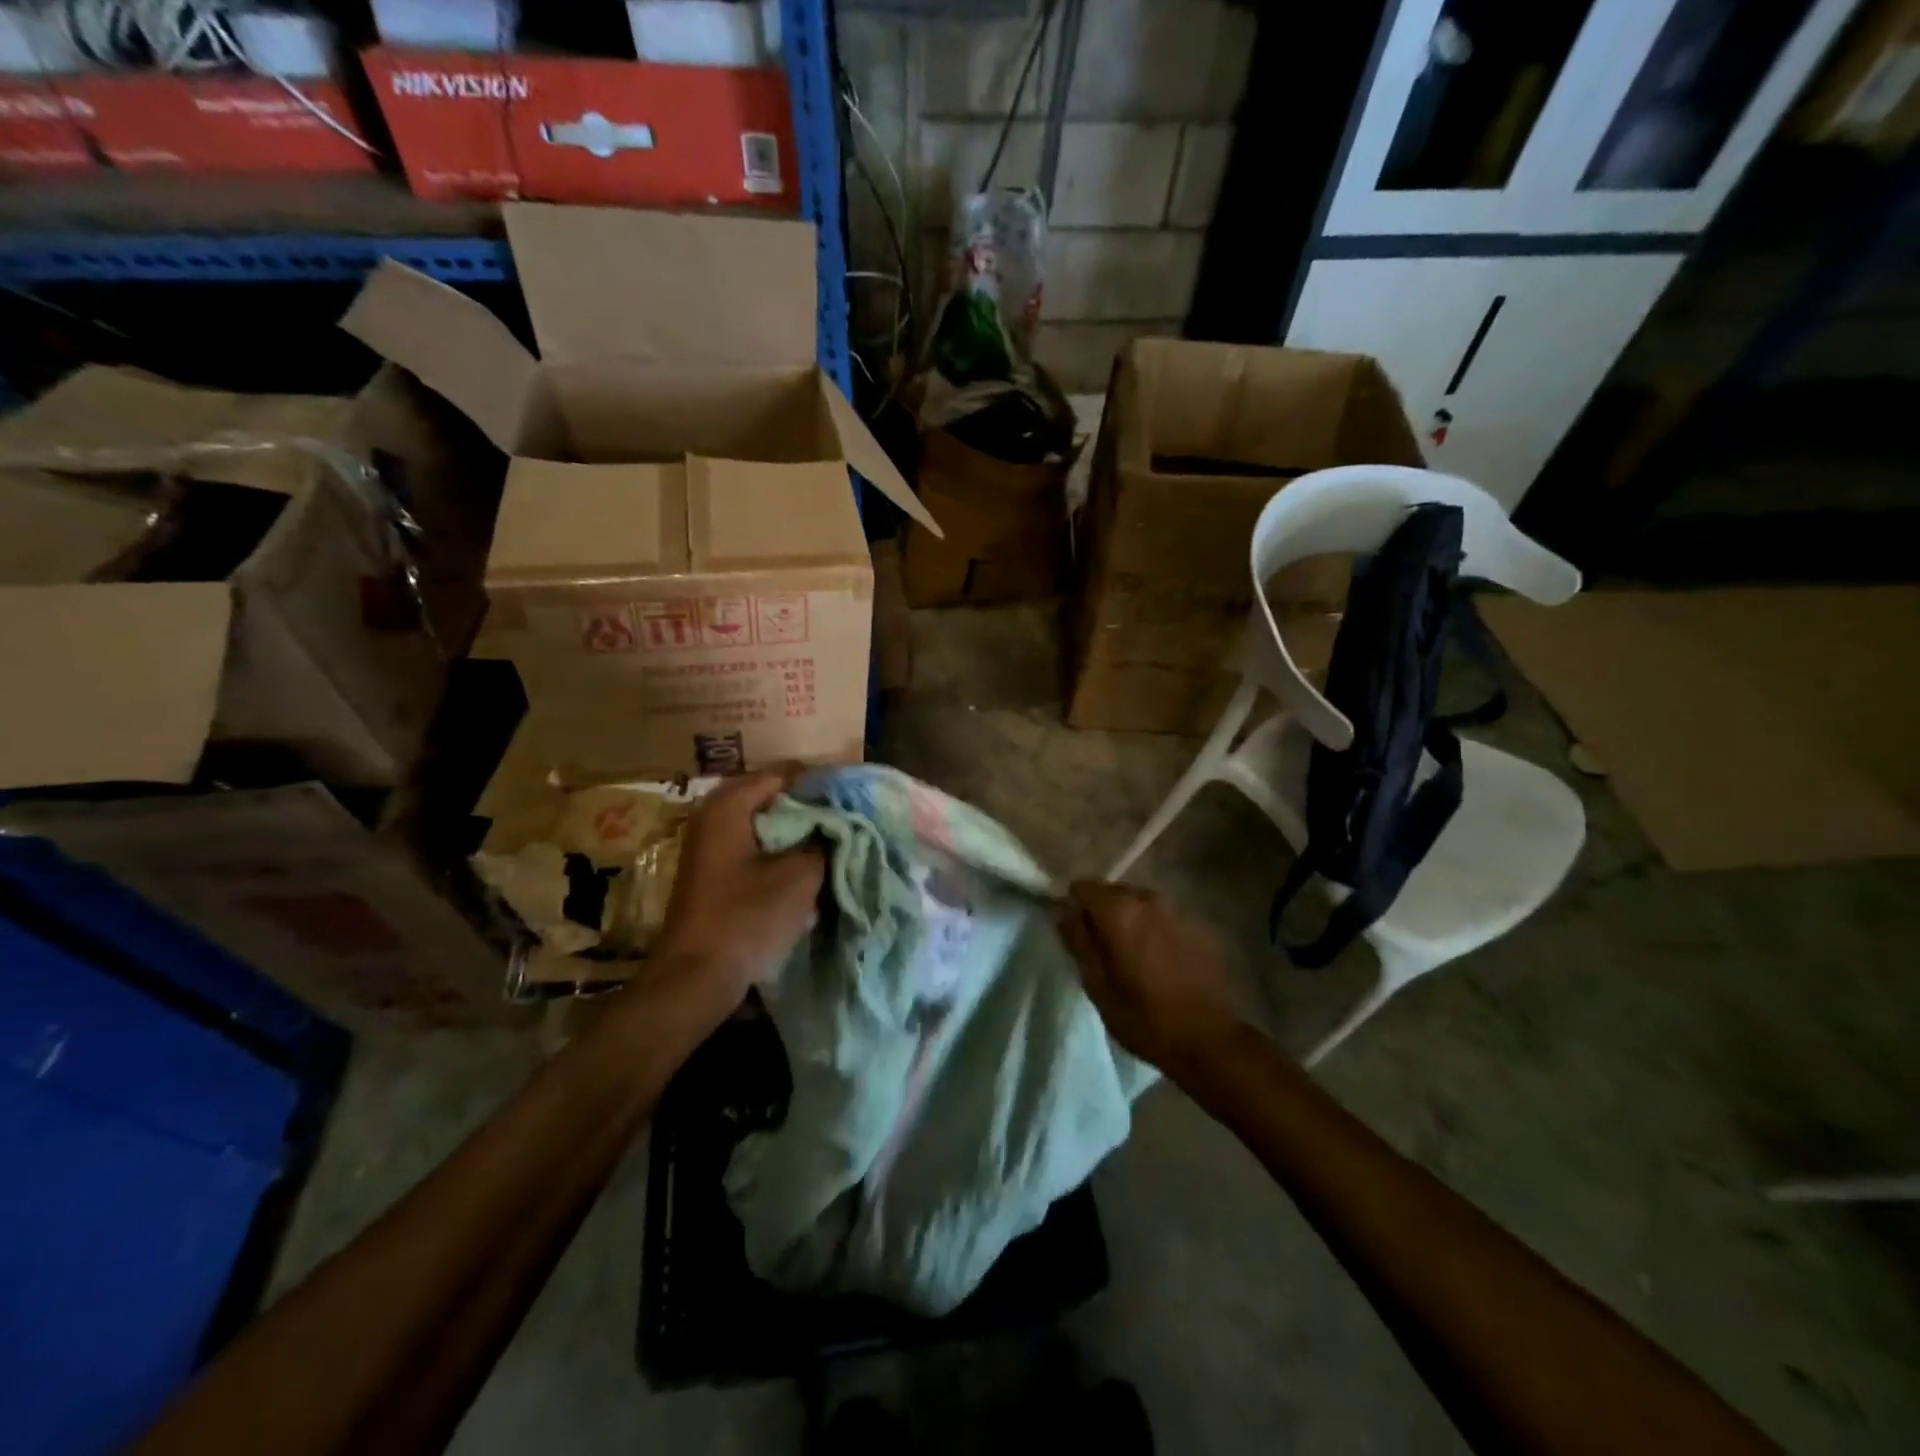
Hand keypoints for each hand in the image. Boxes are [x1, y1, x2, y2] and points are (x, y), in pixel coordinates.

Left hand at [654, 767, 824, 1006]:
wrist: (696, 977)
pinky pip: (754, 845)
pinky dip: (780, 849)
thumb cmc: (747, 918)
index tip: (853, 798)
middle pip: (773, 797)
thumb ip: (824, 841)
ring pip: (765, 823)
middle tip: (847, 821)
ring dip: (797, 831)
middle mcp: (713, 815)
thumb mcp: (799, 876)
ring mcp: (709, 844)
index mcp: (729, 805)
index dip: (821, 784)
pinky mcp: (713, 871)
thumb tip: (839, 825)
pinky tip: (805, 865)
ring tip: (833, 841)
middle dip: (810, 808)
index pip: (785, 774)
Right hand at [1056, 880, 1242, 1074]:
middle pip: (1113, 892)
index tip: (1075, 935)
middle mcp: (1149, 899)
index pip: (1082, 887)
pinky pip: (1164, 917)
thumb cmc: (1143, 1016)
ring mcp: (1178, 910)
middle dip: (1103, 914)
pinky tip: (1161, 961)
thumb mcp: (1096, 985)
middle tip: (1103, 950)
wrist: (1208, 1039)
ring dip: (1131, 921)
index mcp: (1119, 911)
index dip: (1074, 908)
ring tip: (1132, 956)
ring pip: (1140, 904)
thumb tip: (1062, 912)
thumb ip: (1077, 941)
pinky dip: (1155, 930)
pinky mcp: (1199, 926)